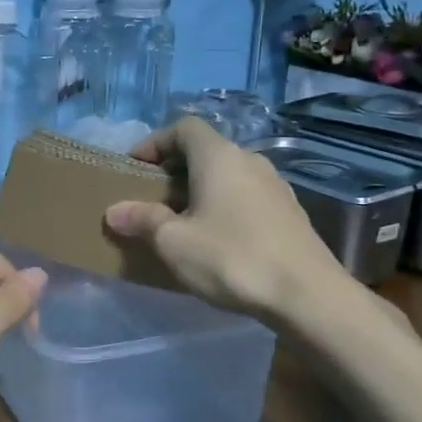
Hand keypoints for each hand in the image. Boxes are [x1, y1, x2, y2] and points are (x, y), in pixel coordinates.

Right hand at [103, 117, 349, 320]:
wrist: (307, 294)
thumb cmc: (232, 258)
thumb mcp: (174, 242)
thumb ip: (143, 220)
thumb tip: (114, 210)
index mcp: (219, 157)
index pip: (184, 127)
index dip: (155, 142)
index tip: (135, 167)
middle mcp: (250, 160)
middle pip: (206, 151)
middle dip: (174, 170)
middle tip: (152, 198)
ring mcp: (275, 186)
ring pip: (227, 175)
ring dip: (200, 190)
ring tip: (181, 222)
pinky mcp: (289, 213)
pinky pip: (246, 197)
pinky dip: (224, 206)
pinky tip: (217, 240)